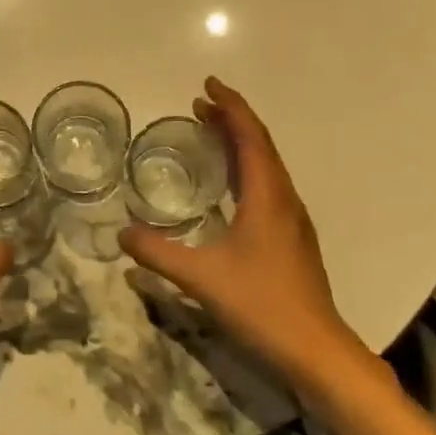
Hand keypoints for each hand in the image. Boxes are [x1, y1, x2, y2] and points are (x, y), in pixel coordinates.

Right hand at [119, 78, 365, 380]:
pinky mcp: (291, 238)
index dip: (230, 106)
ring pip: (266, 166)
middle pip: (260, 145)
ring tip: (211, 133)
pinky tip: (229, 186)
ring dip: (240, 143)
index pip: (250, 137)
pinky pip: (267, 186)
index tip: (207, 85)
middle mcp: (284, 200)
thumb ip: (157, 254)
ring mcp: (292, 220)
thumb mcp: (200, 277)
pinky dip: (246, 169)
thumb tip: (121, 234)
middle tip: (200, 105)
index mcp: (267, 197)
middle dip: (232, 120)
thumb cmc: (261, 304)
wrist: (315, 349)